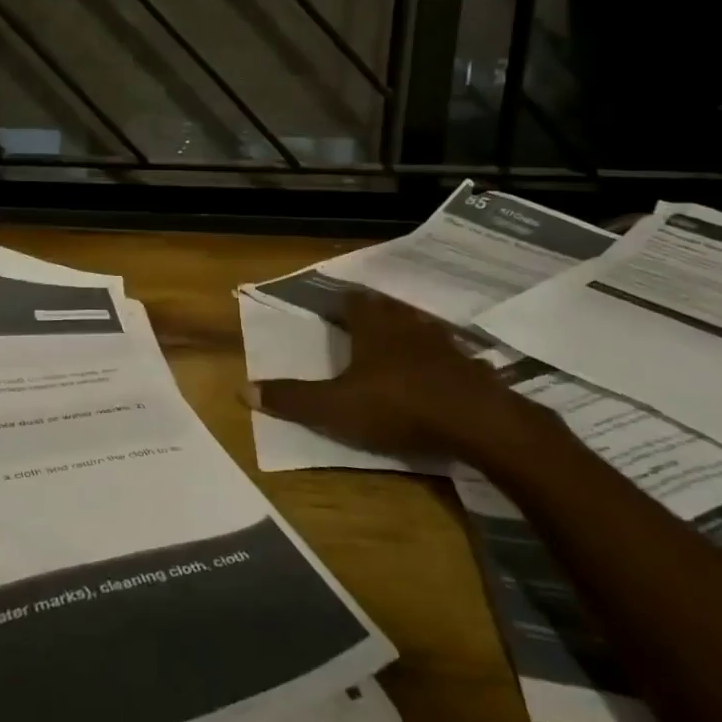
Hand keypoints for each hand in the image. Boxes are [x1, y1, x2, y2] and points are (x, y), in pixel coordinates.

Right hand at [247, 290, 549, 465]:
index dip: (340, 301)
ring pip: (417, 327)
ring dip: (404, 332)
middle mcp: (406, 323)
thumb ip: (293, 399)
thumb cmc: (399, 405)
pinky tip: (433, 372)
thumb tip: (242, 389)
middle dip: (371, 313)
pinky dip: (435, 357)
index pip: (352, 300)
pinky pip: (446, 352)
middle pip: (385, 308)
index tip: (331, 305)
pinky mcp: (469, 365)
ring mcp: (442, 342)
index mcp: (372, 325)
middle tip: (359, 322)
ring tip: (393, 343)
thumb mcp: (336, 407)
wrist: (478, 421)